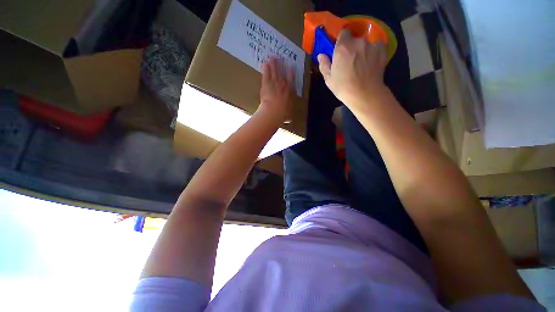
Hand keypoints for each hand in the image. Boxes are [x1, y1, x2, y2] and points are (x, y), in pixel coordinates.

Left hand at [257, 57, 294, 123]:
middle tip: (280, 57)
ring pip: (274, 71)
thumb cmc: (282, 114)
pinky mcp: (266, 83)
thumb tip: (289, 120)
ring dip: (274, 64)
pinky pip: (266, 74)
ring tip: (273, 57)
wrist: (274, 111)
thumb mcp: (287, 116)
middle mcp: (283, 85)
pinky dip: (265, 68)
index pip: (291, 80)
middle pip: (282, 73)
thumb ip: (287, 116)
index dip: (291, 72)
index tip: (291, 66)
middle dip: (281, 65)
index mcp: (289, 91)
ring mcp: (274, 82)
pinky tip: (264, 63)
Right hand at [318, 29, 387, 110]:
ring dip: (363, 50)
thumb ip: (324, 65)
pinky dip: (374, 52)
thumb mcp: (329, 79)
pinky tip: (372, 62)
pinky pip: (377, 46)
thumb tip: (321, 55)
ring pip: (366, 43)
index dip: (342, 40)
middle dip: (352, 47)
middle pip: (355, 39)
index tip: (340, 49)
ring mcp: (371, 45)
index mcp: (342, 47)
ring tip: (362, 63)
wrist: (365, 94)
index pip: (343, 32)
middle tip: (351, 60)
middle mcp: (357, 41)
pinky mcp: (382, 50)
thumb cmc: (343, 87)